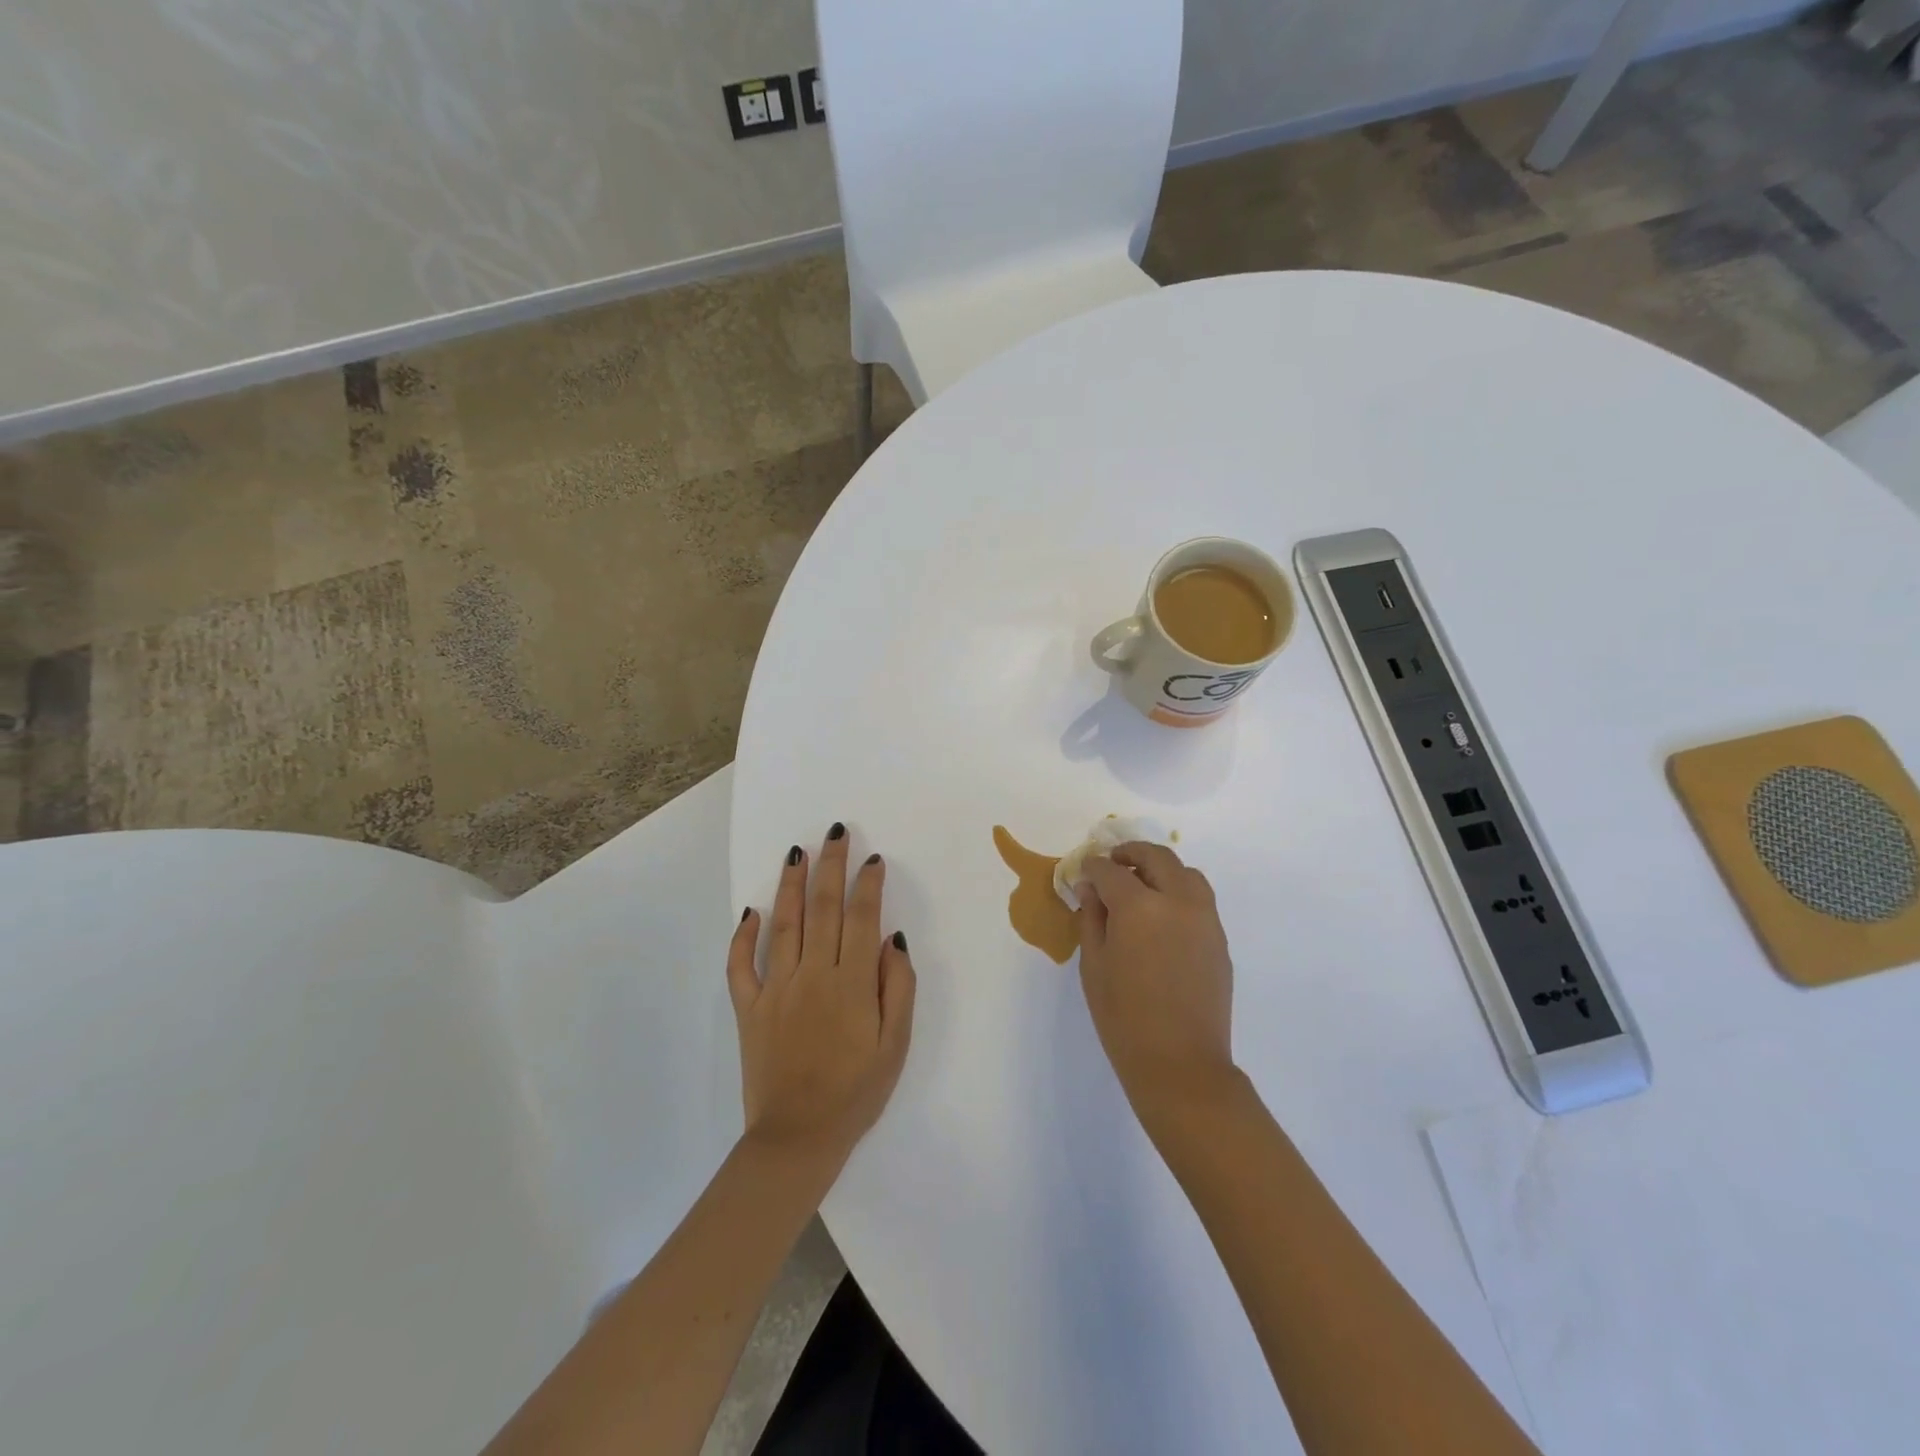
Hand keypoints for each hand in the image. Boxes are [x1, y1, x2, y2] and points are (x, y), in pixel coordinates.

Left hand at [727, 826, 916, 1168]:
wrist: (797, 1139)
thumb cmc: (857, 1092)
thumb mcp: (896, 1045)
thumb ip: (898, 987)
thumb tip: (893, 939)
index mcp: (851, 983)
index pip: (861, 919)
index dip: (868, 885)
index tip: (873, 859)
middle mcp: (812, 975)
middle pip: (823, 908)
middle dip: (830, 866)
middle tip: (835, 833)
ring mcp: (775, 989)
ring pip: (784, 924)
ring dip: (791, 885)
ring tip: (796, 852)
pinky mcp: (749, 1008)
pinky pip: (740, 965)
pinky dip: (743, 937)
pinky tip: (750, 911)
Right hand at [1076, 843, 1236, 1112]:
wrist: (1181, 1064)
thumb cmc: (1124, 1018)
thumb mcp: (1093, 965)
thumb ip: (1091, 919)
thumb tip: (1091, 890)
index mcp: (1139, 906)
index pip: (1110, 871)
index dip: (1092, 869)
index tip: (1082, 874)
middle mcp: (1177, 901)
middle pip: (1155, 857)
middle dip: (1129, 854)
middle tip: (1111, 865)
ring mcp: (1205, 918)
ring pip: (1186, 873)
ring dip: (1160, 869)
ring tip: (1141, 886)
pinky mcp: (1219, 939)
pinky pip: (1200, 899)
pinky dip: (1179, 892)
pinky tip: (1162, 917)